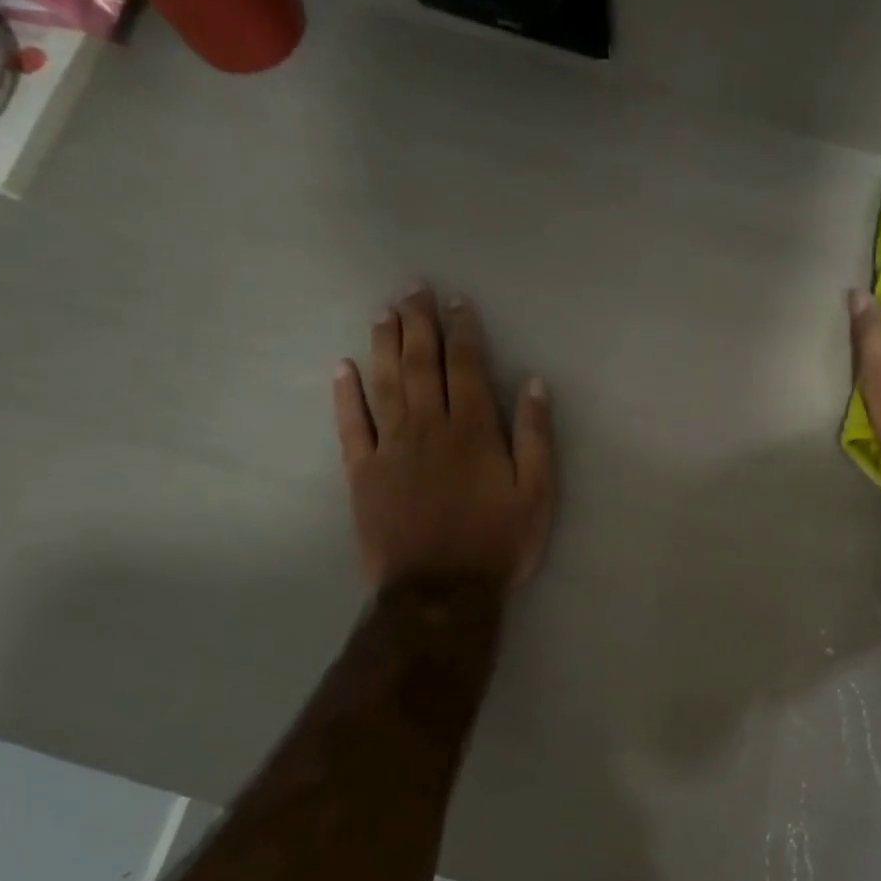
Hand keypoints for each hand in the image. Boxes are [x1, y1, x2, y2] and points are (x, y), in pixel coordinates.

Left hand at [333, 286, 556, 592]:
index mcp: (473, 431)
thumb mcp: (537, 494)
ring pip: (385, 384)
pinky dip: (345, 395)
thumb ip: (536, 437)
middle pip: (421, 364)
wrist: (440, 592)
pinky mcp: (363, 473)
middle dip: (419, 322)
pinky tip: (343, 368)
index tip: (458, 302)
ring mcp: (391, 448)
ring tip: (382, 312)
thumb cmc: (497, 543)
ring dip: (384, 345)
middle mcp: (428, 428)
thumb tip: (534, 384)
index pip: (466, 367)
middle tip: (412, 288)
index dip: (463, 330)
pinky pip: (351, 425)